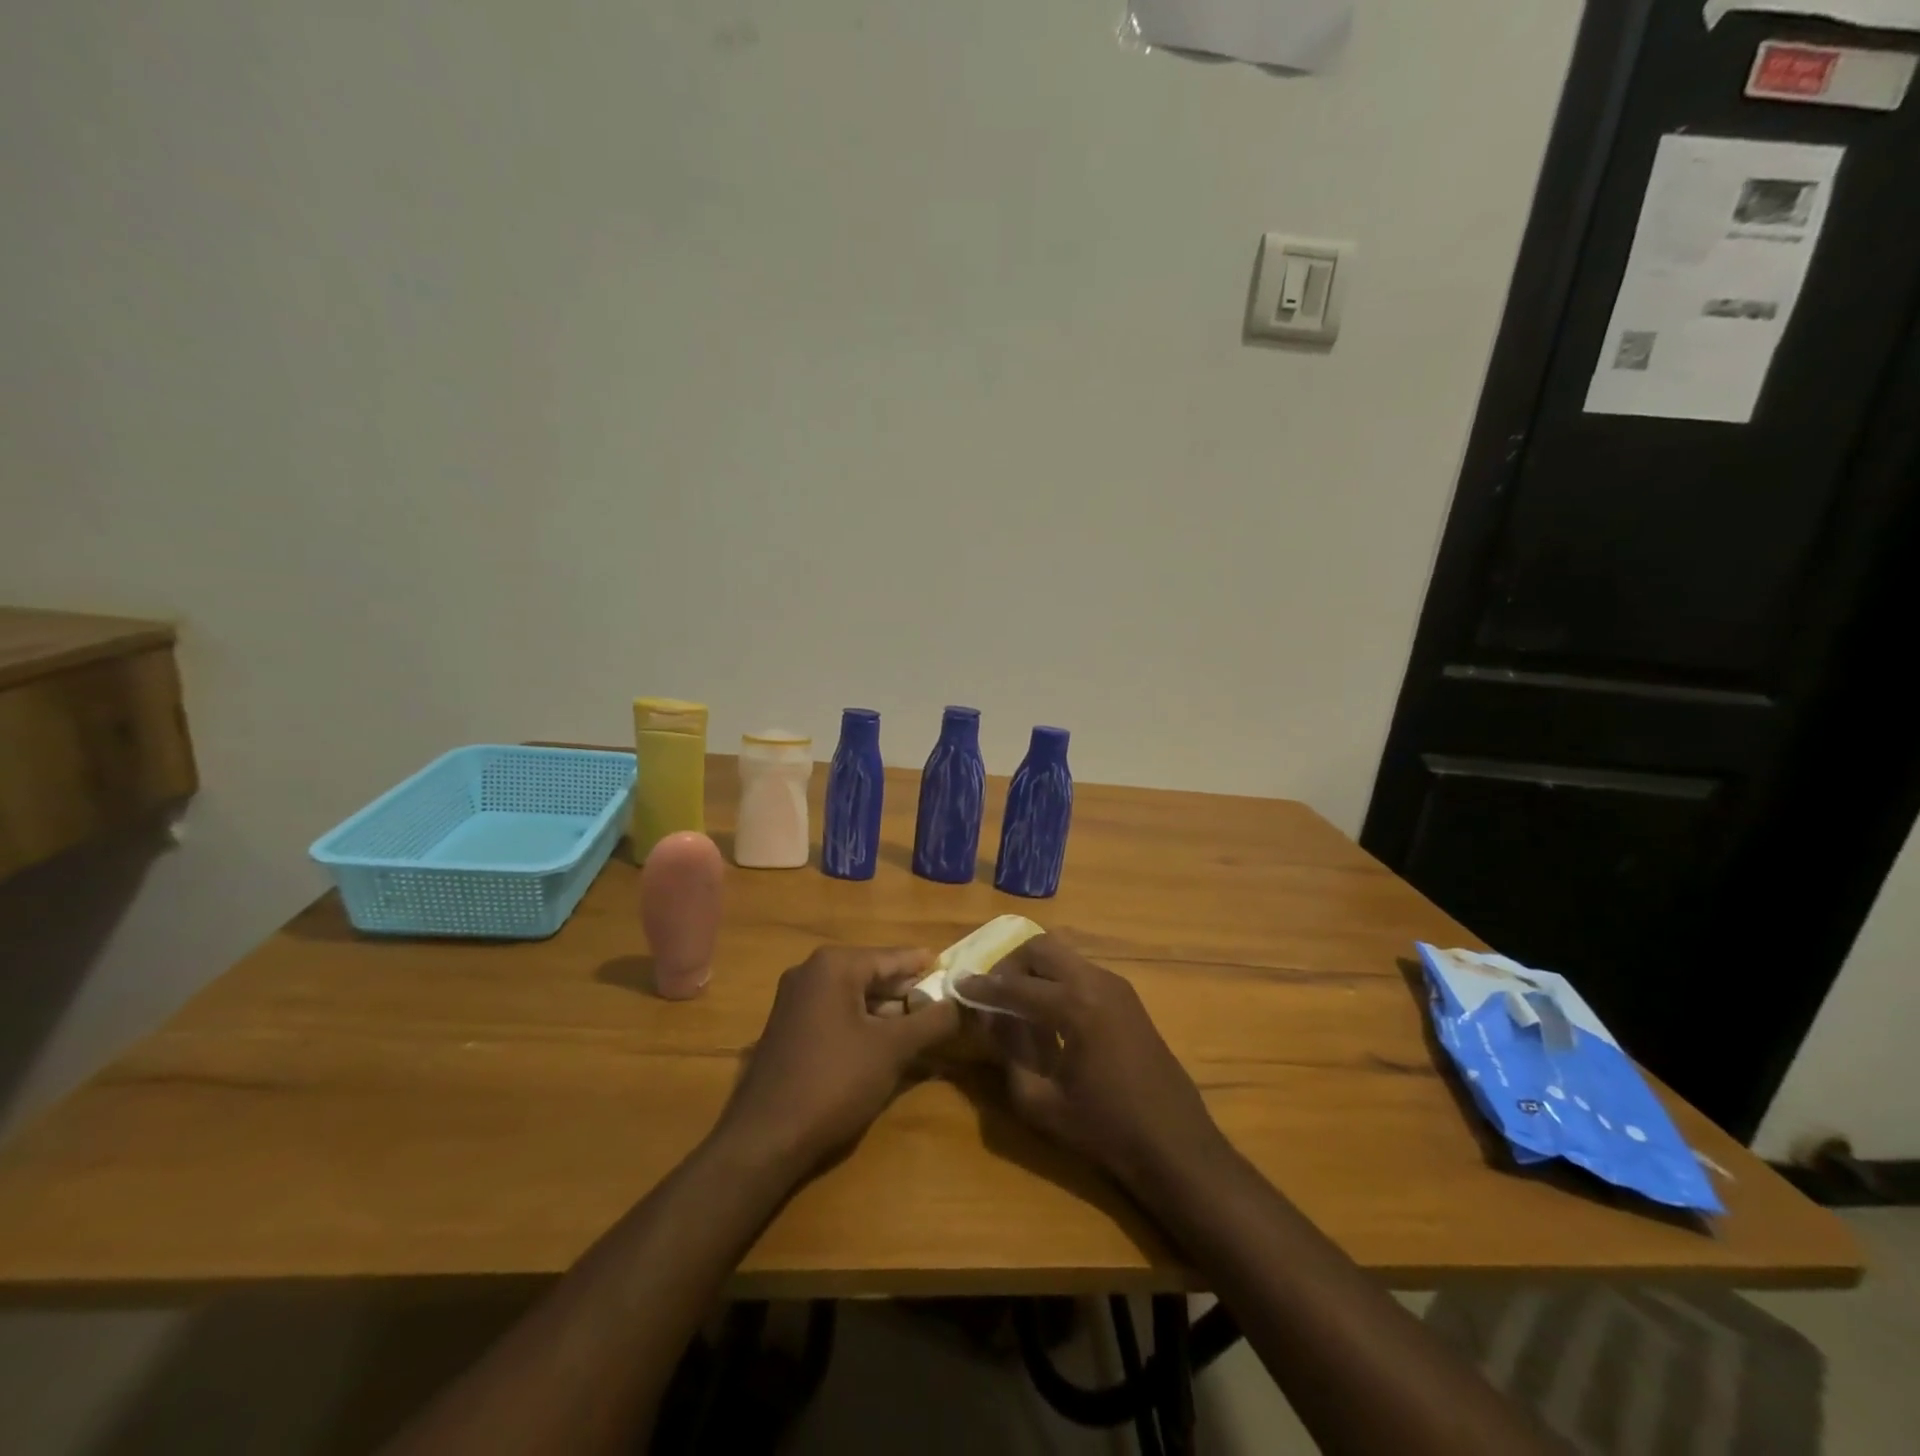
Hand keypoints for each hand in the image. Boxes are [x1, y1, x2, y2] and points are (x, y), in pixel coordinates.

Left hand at [716, 945, 959, 1177]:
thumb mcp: (892, 1050)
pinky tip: (884, 1046)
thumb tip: (962, 1003)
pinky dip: (862, 1023)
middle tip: (943, 1007)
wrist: (765, 1138)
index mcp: (834, 965)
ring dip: (886, 1011)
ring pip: (854, 996)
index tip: (954, 973)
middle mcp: (810, 972)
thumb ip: (932, 1022)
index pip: (893, 957)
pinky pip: (835, 1014)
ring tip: (921, 1028)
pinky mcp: (787, 1028)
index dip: (925, 967)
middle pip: (872, 974)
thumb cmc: (834, 1082)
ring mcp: (794, 1000)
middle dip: (907, 992)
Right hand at [964, 936, 1232, 1202]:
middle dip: (1010, 965)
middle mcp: (1096, 982)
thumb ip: (1010, 1054)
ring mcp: (1116, 985)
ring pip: (1063, 956)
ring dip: (1035, 970)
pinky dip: (1057, 979)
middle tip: (991, 992)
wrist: (1174, 1143)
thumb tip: (992, 1019)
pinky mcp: (1127, 996)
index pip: (1015, 985)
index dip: (982, 987)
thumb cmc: (1105, 1129)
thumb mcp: (1042, 1102)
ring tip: (1016, 1002)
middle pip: (1041, 949)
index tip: (957, 984)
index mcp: (1075, 1006)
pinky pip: (1081, 971)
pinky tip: (1048, 1012)